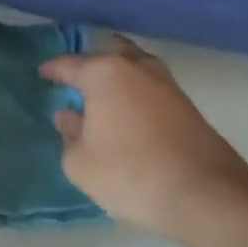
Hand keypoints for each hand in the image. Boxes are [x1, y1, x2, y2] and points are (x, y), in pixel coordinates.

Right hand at [41, 36, 247, 236]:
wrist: (205, 195)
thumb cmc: (130, 173)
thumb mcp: (80, 162)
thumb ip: (70, 135)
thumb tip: (69, 117)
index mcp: (104, 74)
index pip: (70, 64)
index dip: (53, 70)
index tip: (42, 73)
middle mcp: (136, 68)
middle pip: (110, 51)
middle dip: (93, 59)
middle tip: (77, 74)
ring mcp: (167, 85)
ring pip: (136, 66)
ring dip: (119, 73)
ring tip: (104, 91)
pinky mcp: (187, 106)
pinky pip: (151, 87)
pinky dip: (137, 91)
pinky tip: (129, 109)